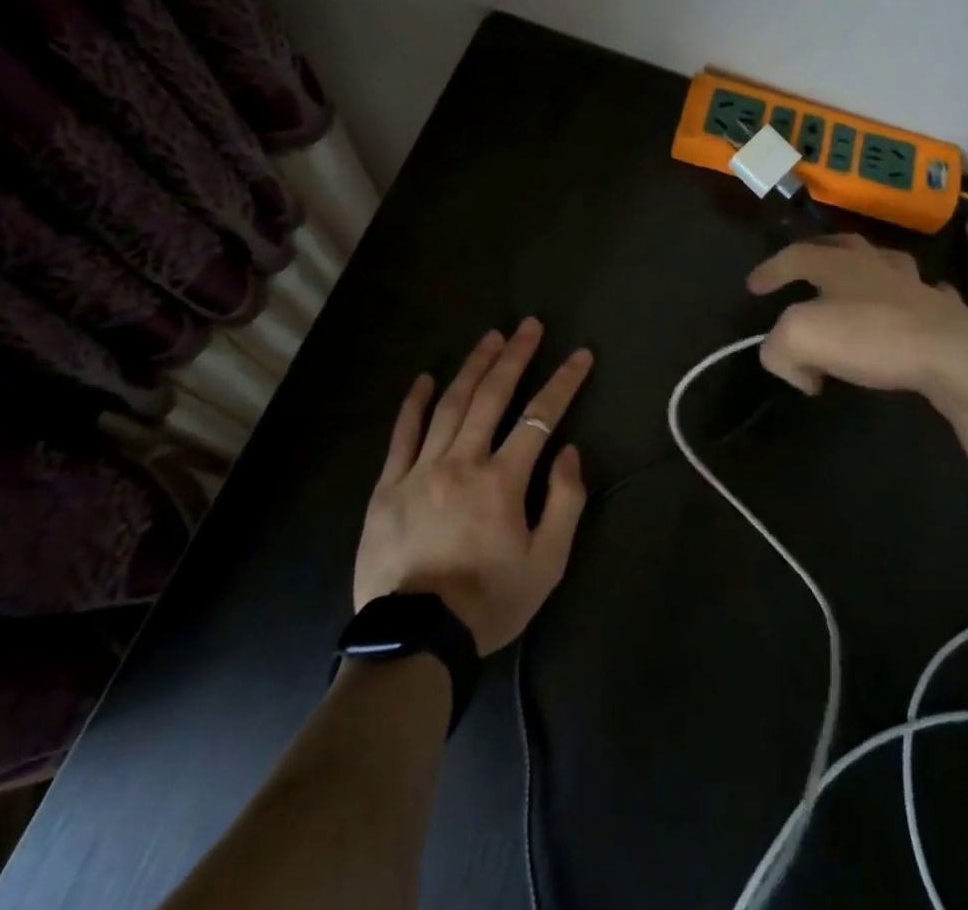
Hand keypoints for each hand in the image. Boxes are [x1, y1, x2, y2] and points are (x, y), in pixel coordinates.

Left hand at [354, 319, 591, 654]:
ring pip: (449, 405)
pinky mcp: (388, 486)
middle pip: (492, 396)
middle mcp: (462, 462)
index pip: (540, 417)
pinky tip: (424, 379)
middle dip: (514, 356)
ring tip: (490, 338)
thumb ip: (563, 503)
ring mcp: (420, 470)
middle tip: (528, 326)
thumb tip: (567, 452)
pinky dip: (414, 404)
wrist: (415, 642)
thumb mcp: (547, 564)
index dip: (563, 382)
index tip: (580, 355)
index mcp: (502, 480)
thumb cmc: (488, 602)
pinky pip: (402, 435)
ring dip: (472, 367)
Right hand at [747, 235, 967, 428]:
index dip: (770, 270)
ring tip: (855, 288)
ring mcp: (914, 285)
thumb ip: (780, 349)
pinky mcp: (944, 312)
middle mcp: (875, 265)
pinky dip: (910, 300)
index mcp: (838, 265)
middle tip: (801, 268)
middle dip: (817, 254)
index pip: (794, 256)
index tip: (753, 287)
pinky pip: (923, 296)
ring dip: (864, 272)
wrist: (953, 354)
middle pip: (842, 245)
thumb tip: (798, 369)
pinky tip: (909, 310)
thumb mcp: (801, 338)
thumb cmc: (872, 336)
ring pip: (884, 265)